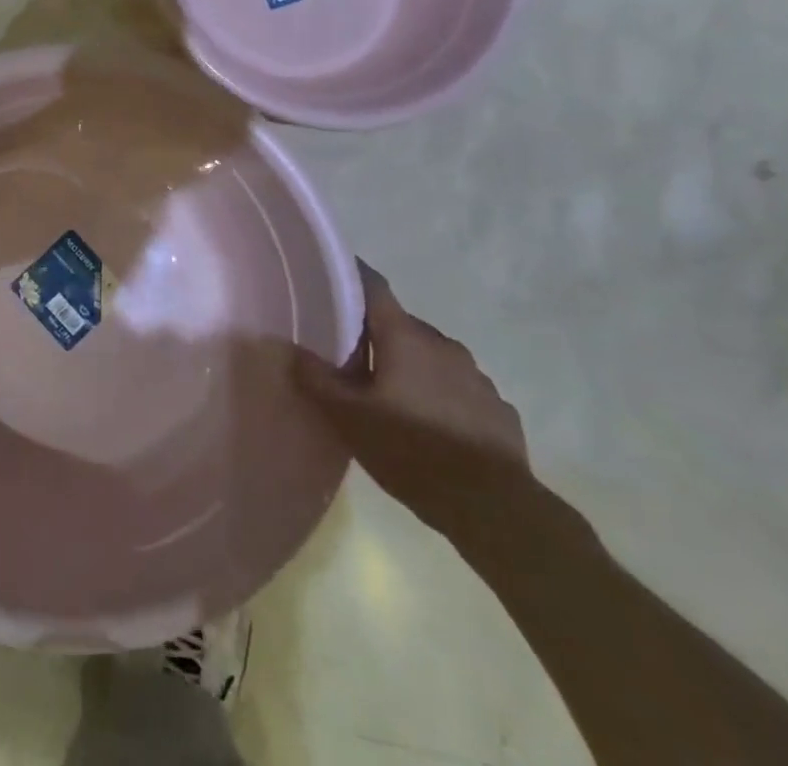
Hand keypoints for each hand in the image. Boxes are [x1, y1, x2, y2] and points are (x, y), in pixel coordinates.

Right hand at [295, 263, 529, 539]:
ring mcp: (477, 376)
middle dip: (378, 338)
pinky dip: (442, 399)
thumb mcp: (349, 418)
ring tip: (392, 401)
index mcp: (404, 336)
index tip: (331, 278)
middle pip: (401, 326)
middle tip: (352, 361)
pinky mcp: (499, 410)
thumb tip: (288, 347)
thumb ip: (316, 379)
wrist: (496, 511)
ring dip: (412, 369)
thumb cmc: (413, 451)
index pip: (374, 286)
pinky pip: (461, 391)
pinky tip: (432, 430)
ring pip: (433, 359)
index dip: (352, 276)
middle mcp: (442, 344)